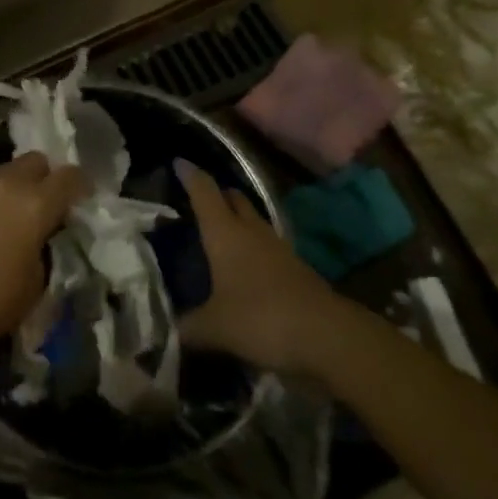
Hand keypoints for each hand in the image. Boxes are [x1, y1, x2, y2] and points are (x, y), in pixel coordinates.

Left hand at [0, 153, 87, 342]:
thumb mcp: (38, 279)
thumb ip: (45, 246)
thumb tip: (41, 236)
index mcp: (37, 203)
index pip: (69, 176)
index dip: (80, 184)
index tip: (83, 197)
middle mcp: (8, 184)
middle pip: (35, 160)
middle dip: (46, 176)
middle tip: (47, 202)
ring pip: (6, 170)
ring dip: (16, 185)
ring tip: (14, 213)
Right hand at [176, 160, 332, 373]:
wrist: (328, 336)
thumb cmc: (262, 318)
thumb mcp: (216, 328)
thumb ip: (189, 327)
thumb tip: (169, 331)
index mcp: (224, 231)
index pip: (204, 190)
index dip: (190, 175)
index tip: (179, 162)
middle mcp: (250, 230)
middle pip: (233, 198)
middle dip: (218, 195)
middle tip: (200, 202)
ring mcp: (277, 247)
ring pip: (252, 221)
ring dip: (238, 222)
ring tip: (222, 236)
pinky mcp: (296, 268)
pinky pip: (268, 247)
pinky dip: (254, 249)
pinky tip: (248, 270)